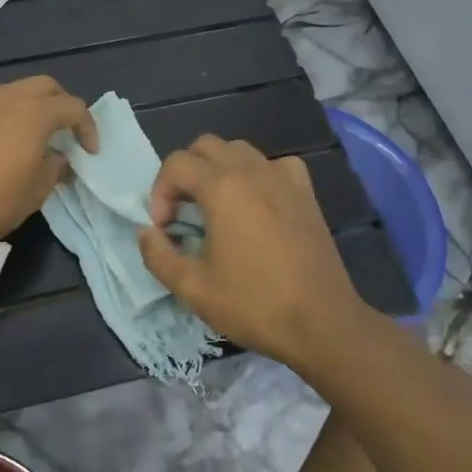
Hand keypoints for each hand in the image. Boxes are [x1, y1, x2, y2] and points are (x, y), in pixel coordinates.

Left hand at [0, 76, 98, 255]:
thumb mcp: (36, 192)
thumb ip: (55, 168)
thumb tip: (60, 158)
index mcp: (33, 113)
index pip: (72, 107)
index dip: (88, 127)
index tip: (89, 151)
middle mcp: (4, 98)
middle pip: (43, 86)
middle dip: (60, 103)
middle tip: (64, 131)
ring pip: (10, 91)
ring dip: (27, 107)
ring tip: (28, 135)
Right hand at [139, 136, 364, 368]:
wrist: (323, 324)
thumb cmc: (254, 305)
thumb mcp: (192, 288)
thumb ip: (158, 255)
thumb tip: (147, 232)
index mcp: (222, 188)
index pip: (176, 164)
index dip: (160, 192)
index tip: (164, 228)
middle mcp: (252, 171)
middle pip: (205, 146)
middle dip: (184, 173)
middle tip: (183, 211)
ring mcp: (283, 178)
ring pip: (239, 150)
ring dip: (217, 168)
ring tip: (215, 205)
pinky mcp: (306, 192)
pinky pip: (274, 164)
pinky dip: (257, 173)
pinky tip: (256, 202)